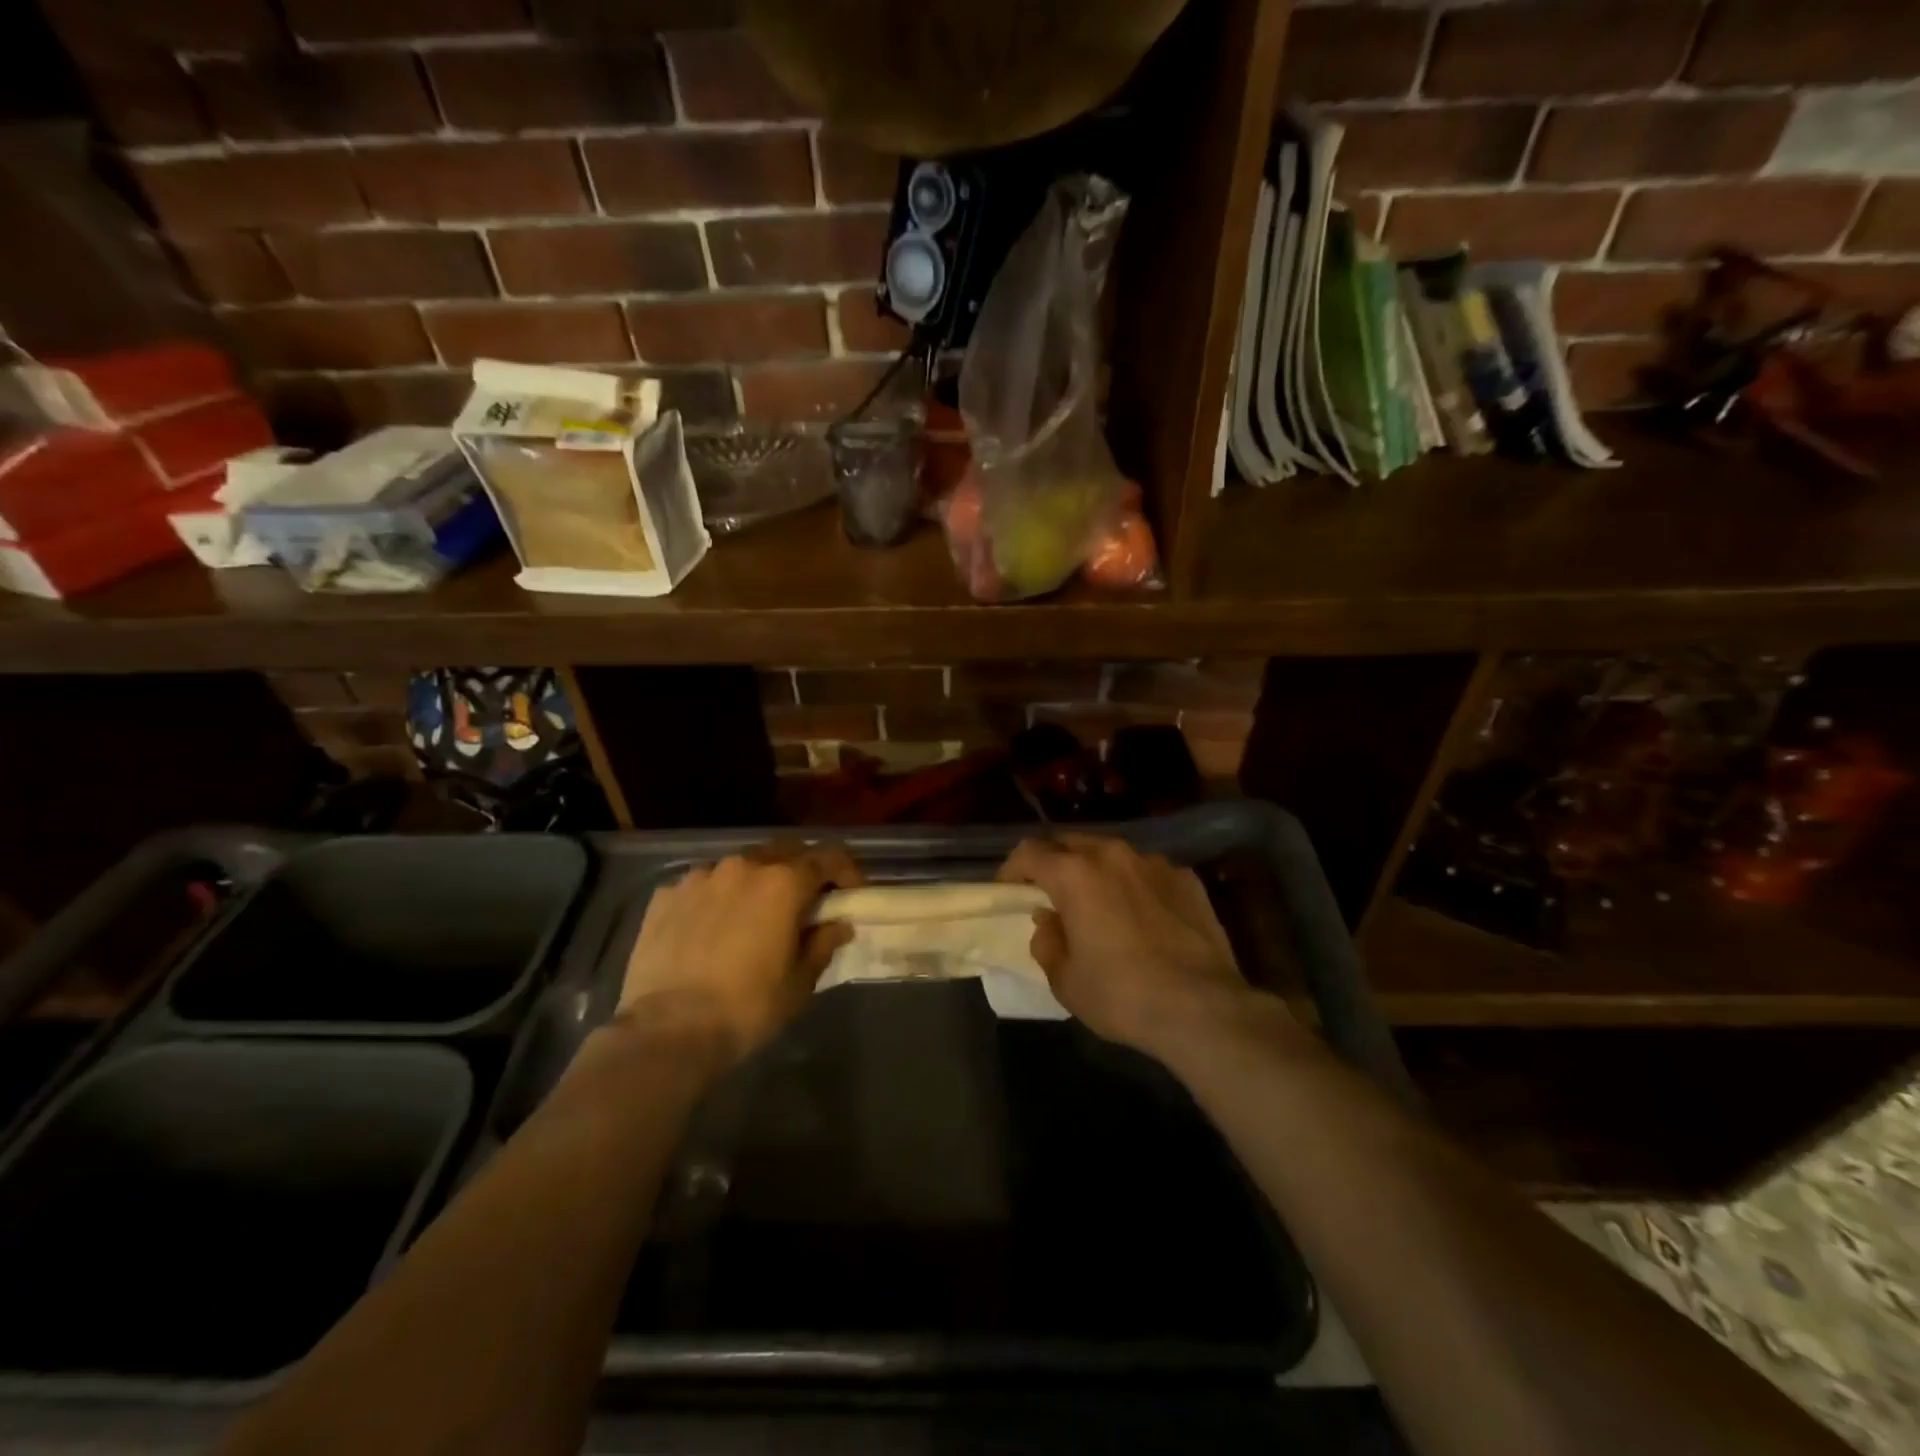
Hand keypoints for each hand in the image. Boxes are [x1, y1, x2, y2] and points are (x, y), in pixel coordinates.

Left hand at [616, 842, 861, 1063]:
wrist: (667, 1031)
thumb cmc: (747, 1007)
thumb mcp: (799, 983)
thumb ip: (822, 944)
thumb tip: (838, 925)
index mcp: (783, 883)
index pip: (828, 858)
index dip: (846, 871)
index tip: (852, 892)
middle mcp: (743, 867)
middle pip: (783, 851)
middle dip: (801, 868)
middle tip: (806, 899)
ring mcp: (700, 877)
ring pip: (740, 866)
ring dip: (755, 882)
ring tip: (752, 915)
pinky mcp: (666, 895)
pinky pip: (702, 886)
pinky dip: (716, 898)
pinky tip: (710, 929)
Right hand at [998, 834, 1260, 1061]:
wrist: (1202, 1008)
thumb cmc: (1121, 994)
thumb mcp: (1065, 980)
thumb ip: (1047, 943)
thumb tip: (1049, 923)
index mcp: (1074, 874)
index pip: (1029, 852)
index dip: (1012, 869)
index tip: (1009, 890)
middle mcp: (1113, 855)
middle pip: (1071, 844)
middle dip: (1055, 864)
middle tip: (1051, 895)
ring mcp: (1154, 863)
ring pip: (1112, 854)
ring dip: (1097, 872)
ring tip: (1100, 904)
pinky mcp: (1188, 879)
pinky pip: (1148, 873)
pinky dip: (1136, 886)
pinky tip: (1144, 917)